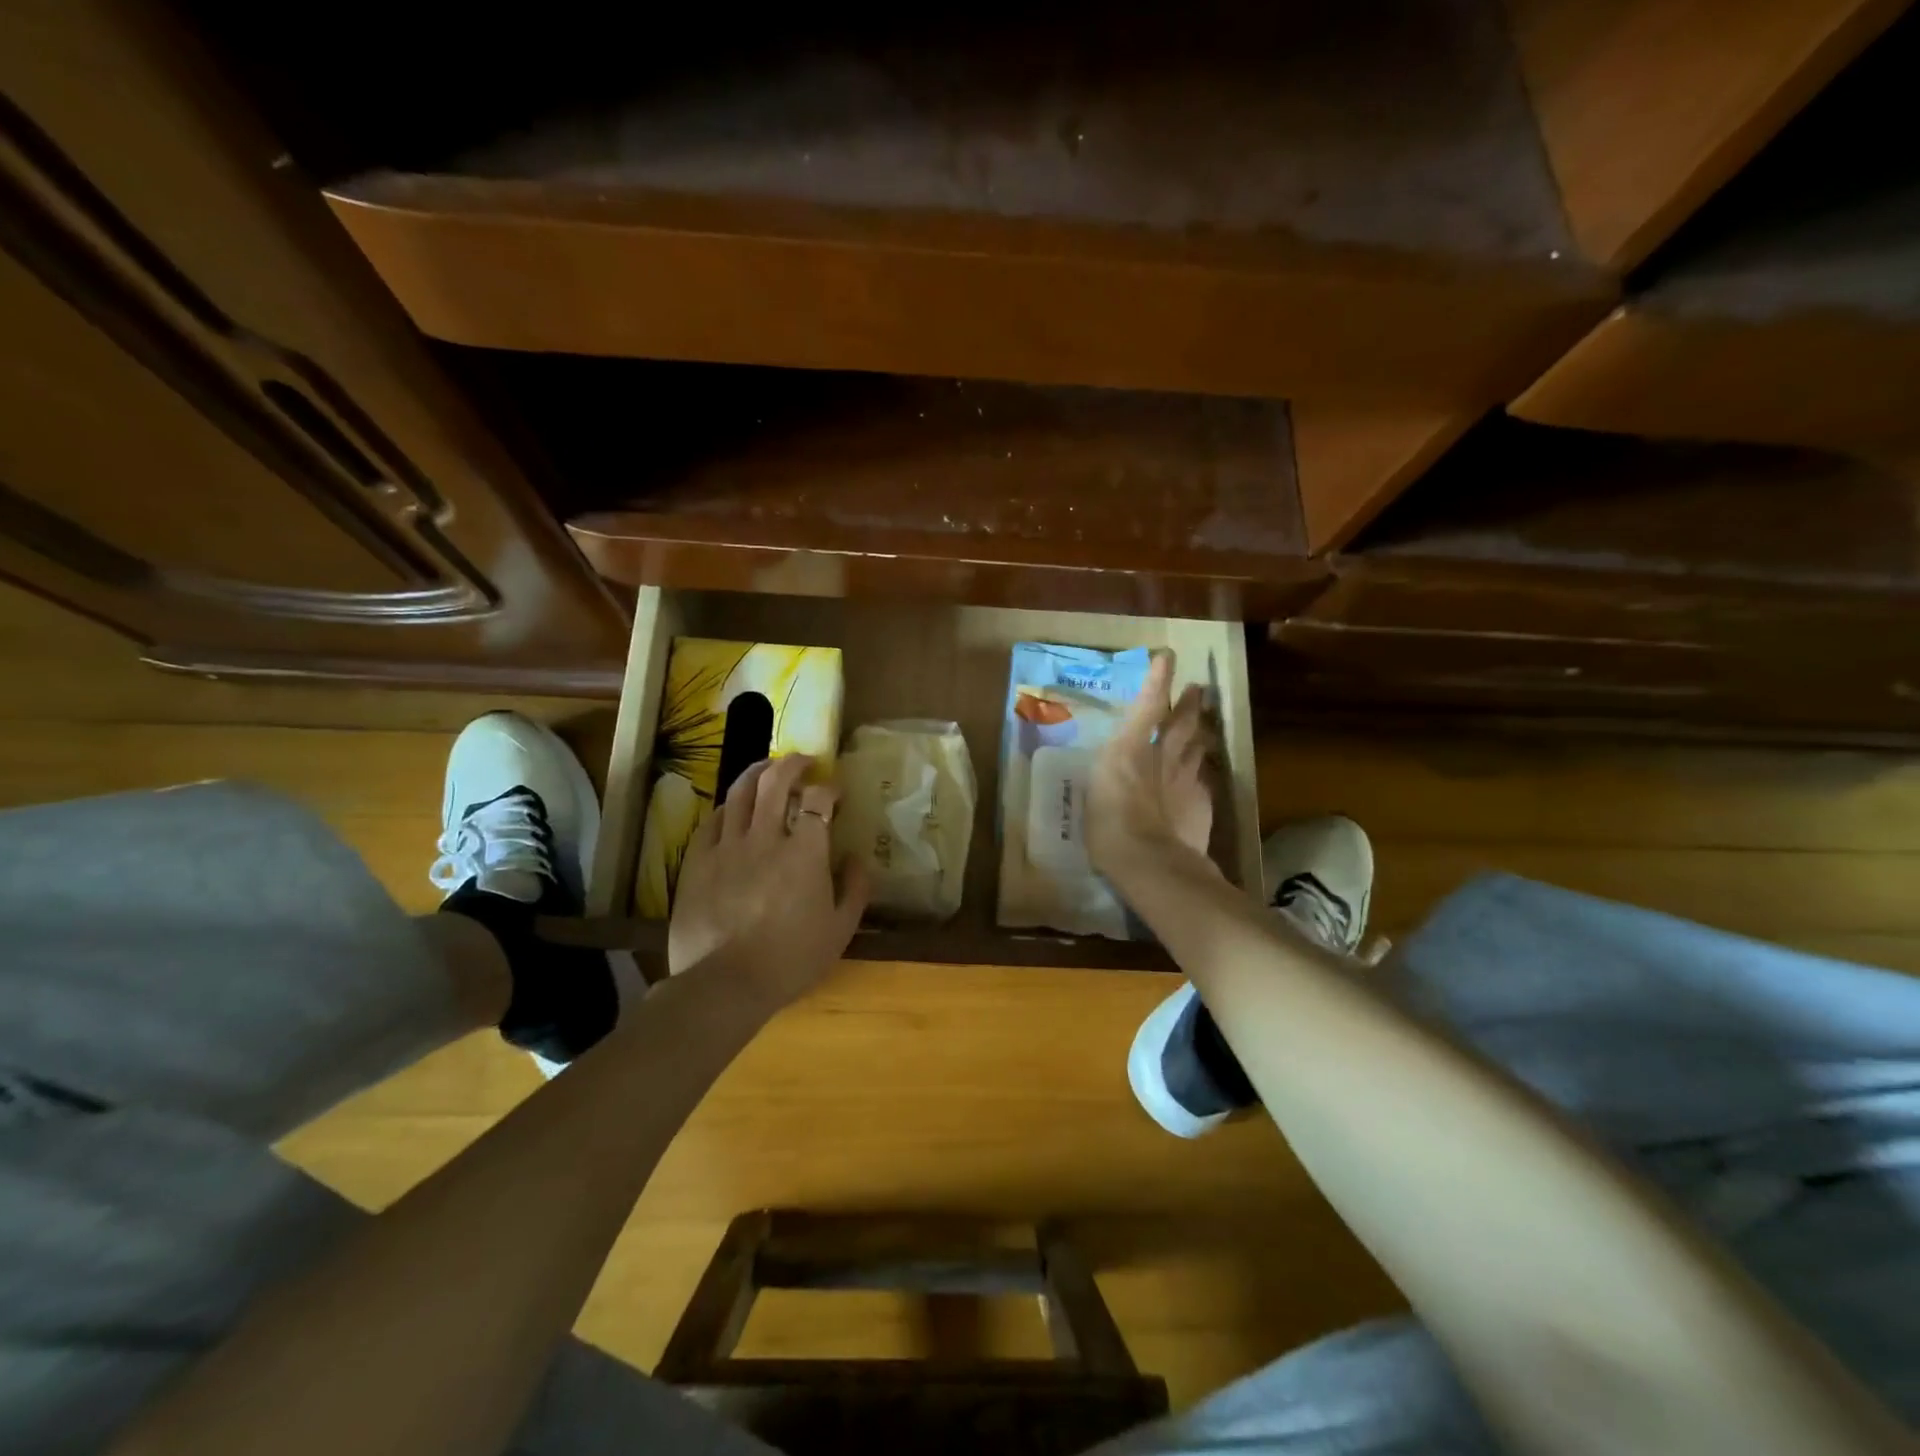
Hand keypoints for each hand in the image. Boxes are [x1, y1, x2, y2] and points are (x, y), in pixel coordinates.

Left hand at [667, 755, 869, 1001]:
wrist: (726, 985)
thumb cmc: (790, 960)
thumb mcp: (840, 931)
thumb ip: (855, 890)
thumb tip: (858, 859)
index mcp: (805, 853)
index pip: (819, 800)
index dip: (830, 789)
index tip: (836, 793)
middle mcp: (766, 838)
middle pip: (776, 781)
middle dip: (793, 763)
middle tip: (803, 761)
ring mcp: (728, 847)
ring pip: (740, 793)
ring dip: (758, 773)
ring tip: (767, 768)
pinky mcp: (698, 862)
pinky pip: (712, 821)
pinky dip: (727, 808)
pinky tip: (733, 810)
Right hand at [1088, 652, 1216, 881]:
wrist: (1150, 858)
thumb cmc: (1107, 824)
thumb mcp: (1095, 792)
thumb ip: (1110, 774)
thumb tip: (1116, 770)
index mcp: (1130, 748)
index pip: (1148, 704)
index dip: (1158, 680)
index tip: (1167, 657)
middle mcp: (1163, 755)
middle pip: (1183, 721)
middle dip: (1190, 703)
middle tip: (1199, 689)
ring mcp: (1187, 778)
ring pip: (1198, 747)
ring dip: (1201, 734)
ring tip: (1203, 727)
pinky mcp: (1202, 802)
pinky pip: (1202, 780)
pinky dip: (1199, 775)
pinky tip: (1199, 779)